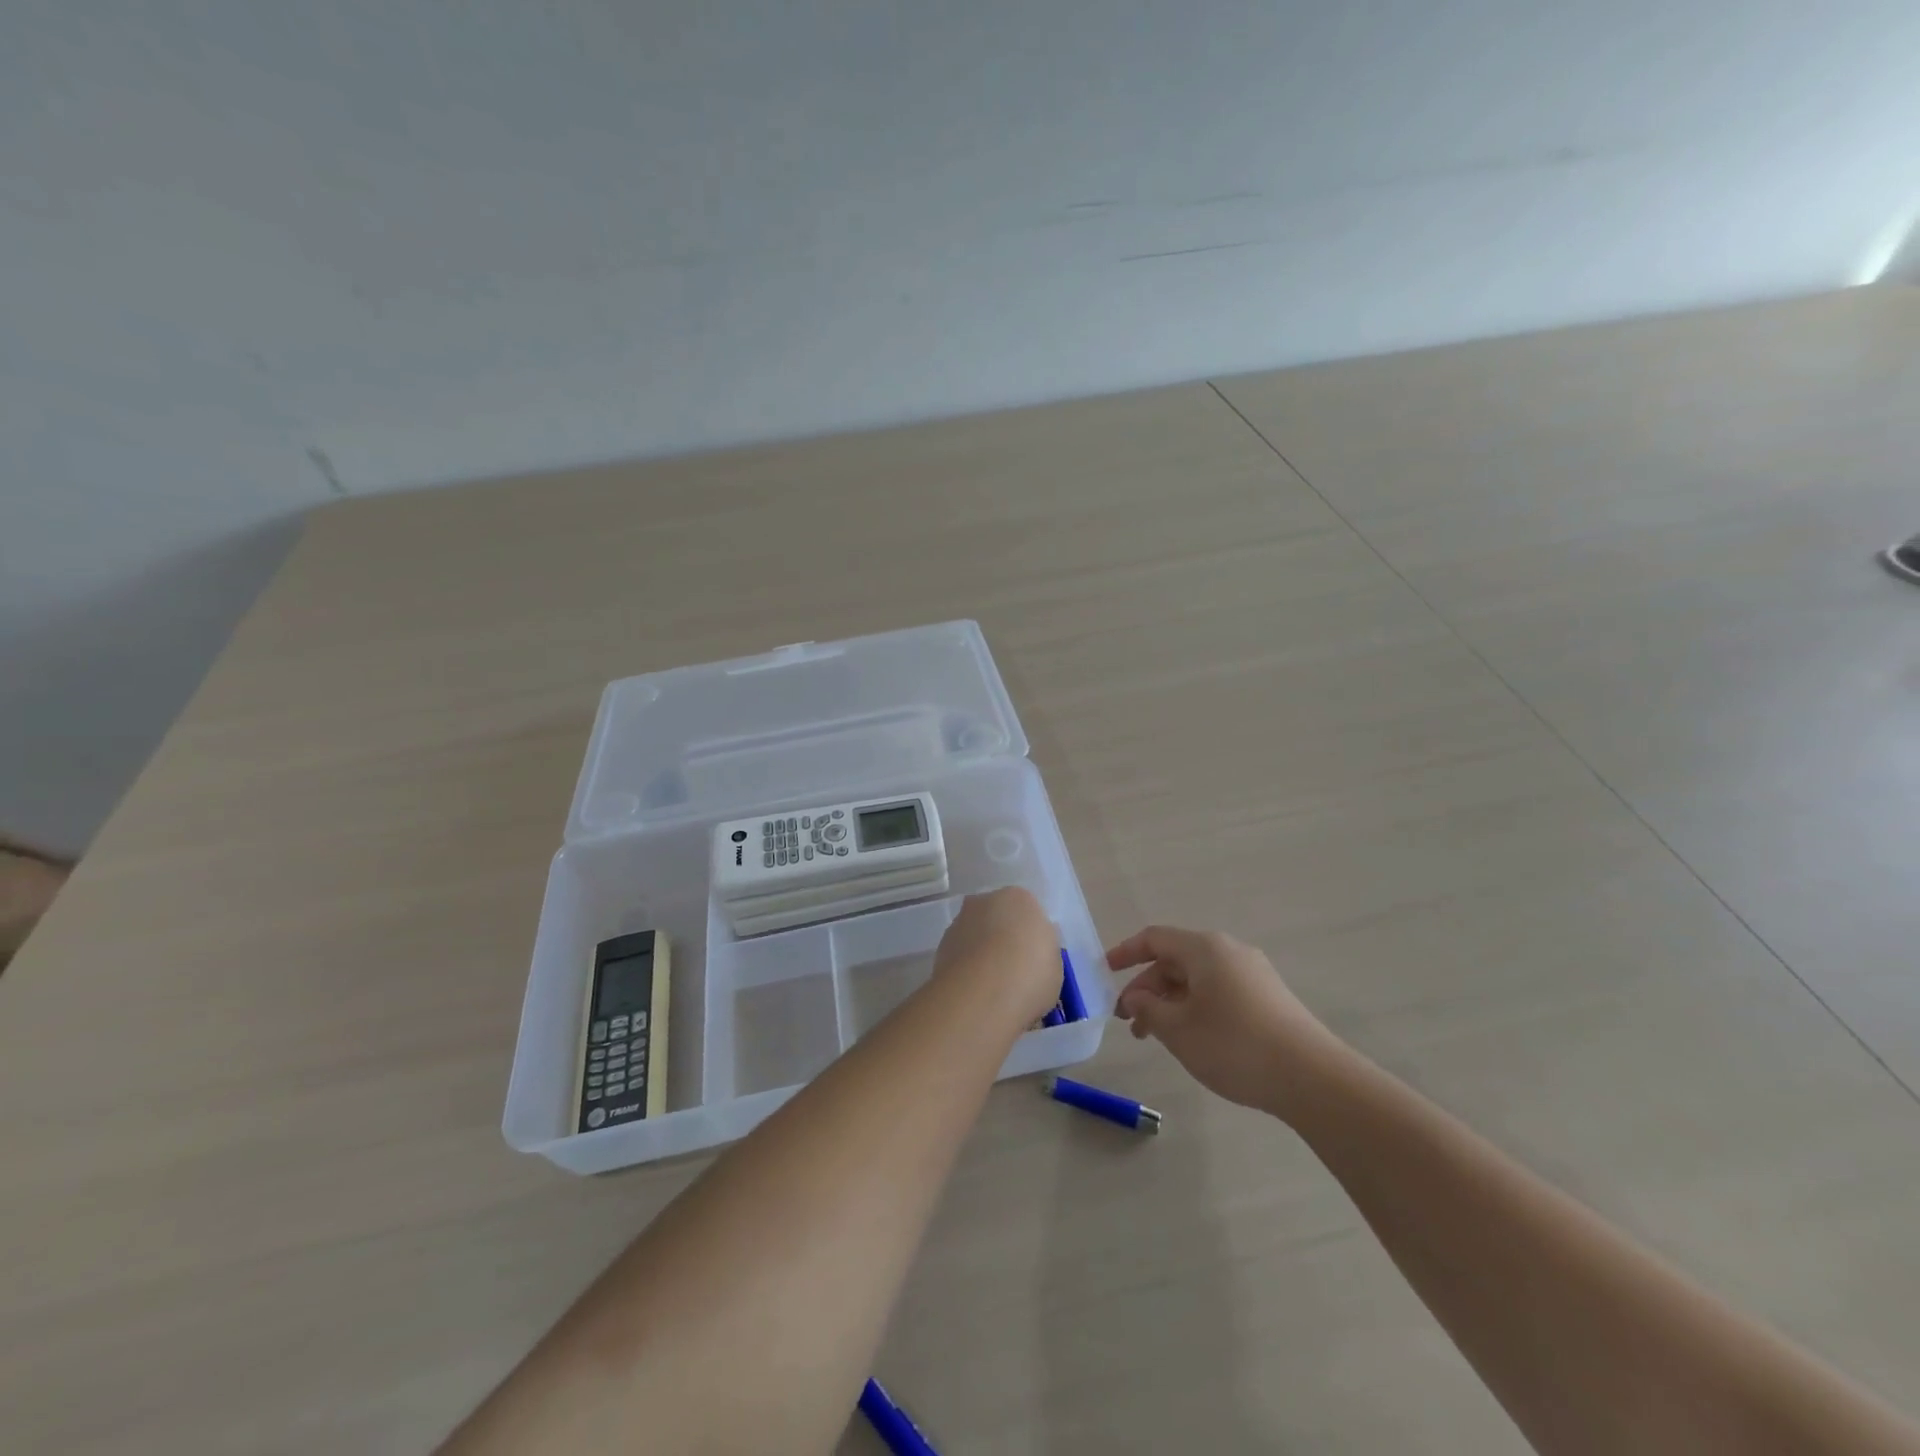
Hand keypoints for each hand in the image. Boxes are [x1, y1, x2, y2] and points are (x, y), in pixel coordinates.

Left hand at [934, 888, 1060, 1031]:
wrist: (983, 993)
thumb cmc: (1031, 974)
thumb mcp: (1055, 965)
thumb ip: (1043, 952)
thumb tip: (1033, 952)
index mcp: (1020, 898)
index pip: (1028, 912)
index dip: (1031, 938)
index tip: (1034, 962)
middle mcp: (986, 900)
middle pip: (998, 918)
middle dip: (1003, 939)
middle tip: (1013, 972)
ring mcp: (960, 921)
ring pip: (976, 935)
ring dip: (981, 953)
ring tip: (992, 988)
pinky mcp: (940, 945)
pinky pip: (960, 954)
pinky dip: (966, 968)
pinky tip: (975, 992)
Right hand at [1109, 925, 1342, 1119]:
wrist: (1312, 1077)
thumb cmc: (1234, 1045)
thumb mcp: (1178, 1029)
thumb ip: (1148, 1009)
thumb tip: (1135, 997)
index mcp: (1204, 948)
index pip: (1154, 938)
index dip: (1125, 953)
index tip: (1104, 973)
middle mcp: (1229, 951)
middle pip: (1175, 960)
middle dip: (1147, 988)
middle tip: (1129, 1021)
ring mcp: (1253, 974)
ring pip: (1197, 980)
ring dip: (1170, 1003)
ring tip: (1155, 1037)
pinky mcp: (1268, 998)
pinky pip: (1218, 992)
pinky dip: (1195, 1008)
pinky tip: (1191, 1039)